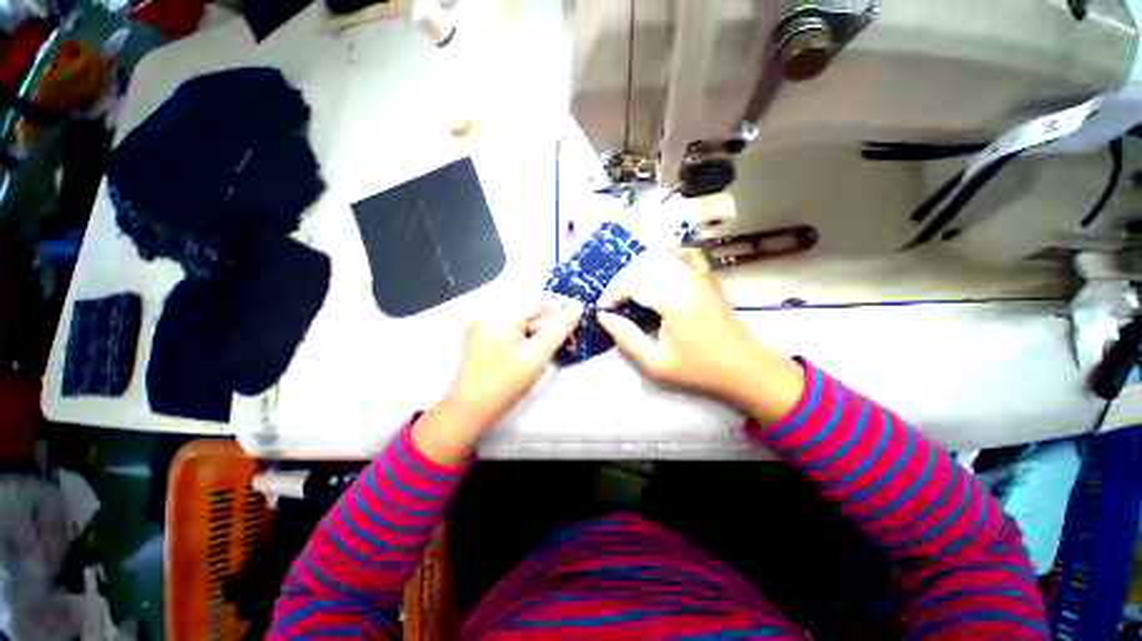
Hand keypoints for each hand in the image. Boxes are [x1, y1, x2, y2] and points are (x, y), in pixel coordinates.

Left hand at [413, 296, 582, 464]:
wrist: (469, 412)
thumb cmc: (505, 383)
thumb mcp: (537, 356)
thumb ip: (558, 330)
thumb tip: (577, 308)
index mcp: (501, 314)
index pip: (538, 301)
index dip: (562, 305)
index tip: (581, 311)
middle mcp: (489, 314)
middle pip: (529, 311)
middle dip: (550, 321)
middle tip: (569, 334)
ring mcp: (482, 326)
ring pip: (520, 322)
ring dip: (539, 331)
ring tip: (553, 345)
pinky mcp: (481, 338)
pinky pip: (510, 330)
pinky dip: (525, 337)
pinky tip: (534, 350)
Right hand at [596, 249, 803, 421]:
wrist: (745, 369)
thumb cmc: (699, 369)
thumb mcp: (655, 363)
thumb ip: (626, 337)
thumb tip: (604, 316)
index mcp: (675, 298)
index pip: (632, 281)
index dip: (611, 294)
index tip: (603, 312)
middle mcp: (687, 278)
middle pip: (642, 263)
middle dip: (620, 282)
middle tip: (614, 305)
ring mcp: (699, 274)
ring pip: (658, 255)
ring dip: (637, 271)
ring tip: (630, 293)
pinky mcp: (707, 276)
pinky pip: (683, 254)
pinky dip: (665, 256)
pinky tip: (657, 271)